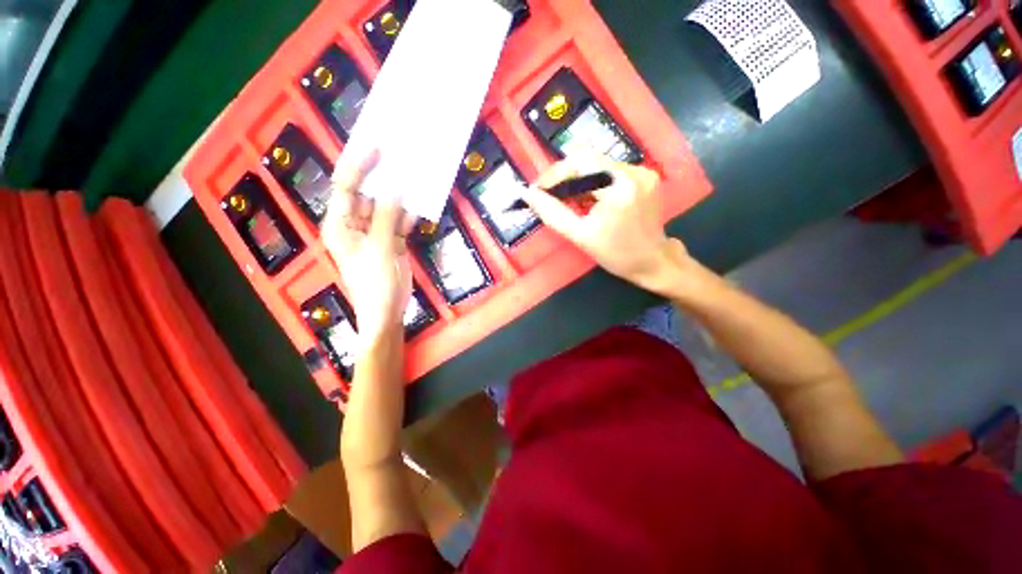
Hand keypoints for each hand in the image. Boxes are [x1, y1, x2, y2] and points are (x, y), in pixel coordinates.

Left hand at [323, 151, 417, 343]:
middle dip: (382, 177)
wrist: (388, 312)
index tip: (377, 149)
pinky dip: (409, 213)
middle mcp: (356, 224)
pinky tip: (421, 202)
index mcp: (341, 225)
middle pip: (367, 194)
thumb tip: (397, 187)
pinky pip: (399, 221)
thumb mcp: (380, 248)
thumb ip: (387, 216)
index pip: (346, 188)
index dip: (358, 166)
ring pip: (386, 207)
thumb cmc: (376, 283)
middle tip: (400, 157)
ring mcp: (376, 233)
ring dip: (400, 195)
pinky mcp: (392, 241)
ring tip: (415, 175)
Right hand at [520, 156, 691, 294]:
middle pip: (589, 160)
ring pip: (599, 165)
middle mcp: (634, 171)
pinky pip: (611, 171)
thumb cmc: (616, 254)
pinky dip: (595, 183)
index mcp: (619, 186)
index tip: (539, 191)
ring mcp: (643, 172)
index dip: (555, 174)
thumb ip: (552, 213)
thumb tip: (528, 194)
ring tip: (570, 202)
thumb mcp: (580, 236)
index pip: (579, 162)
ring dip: (579, 181)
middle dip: (565, 177)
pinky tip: (590, 201)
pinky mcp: (646, 176)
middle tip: (551, 197)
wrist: (653, 262)